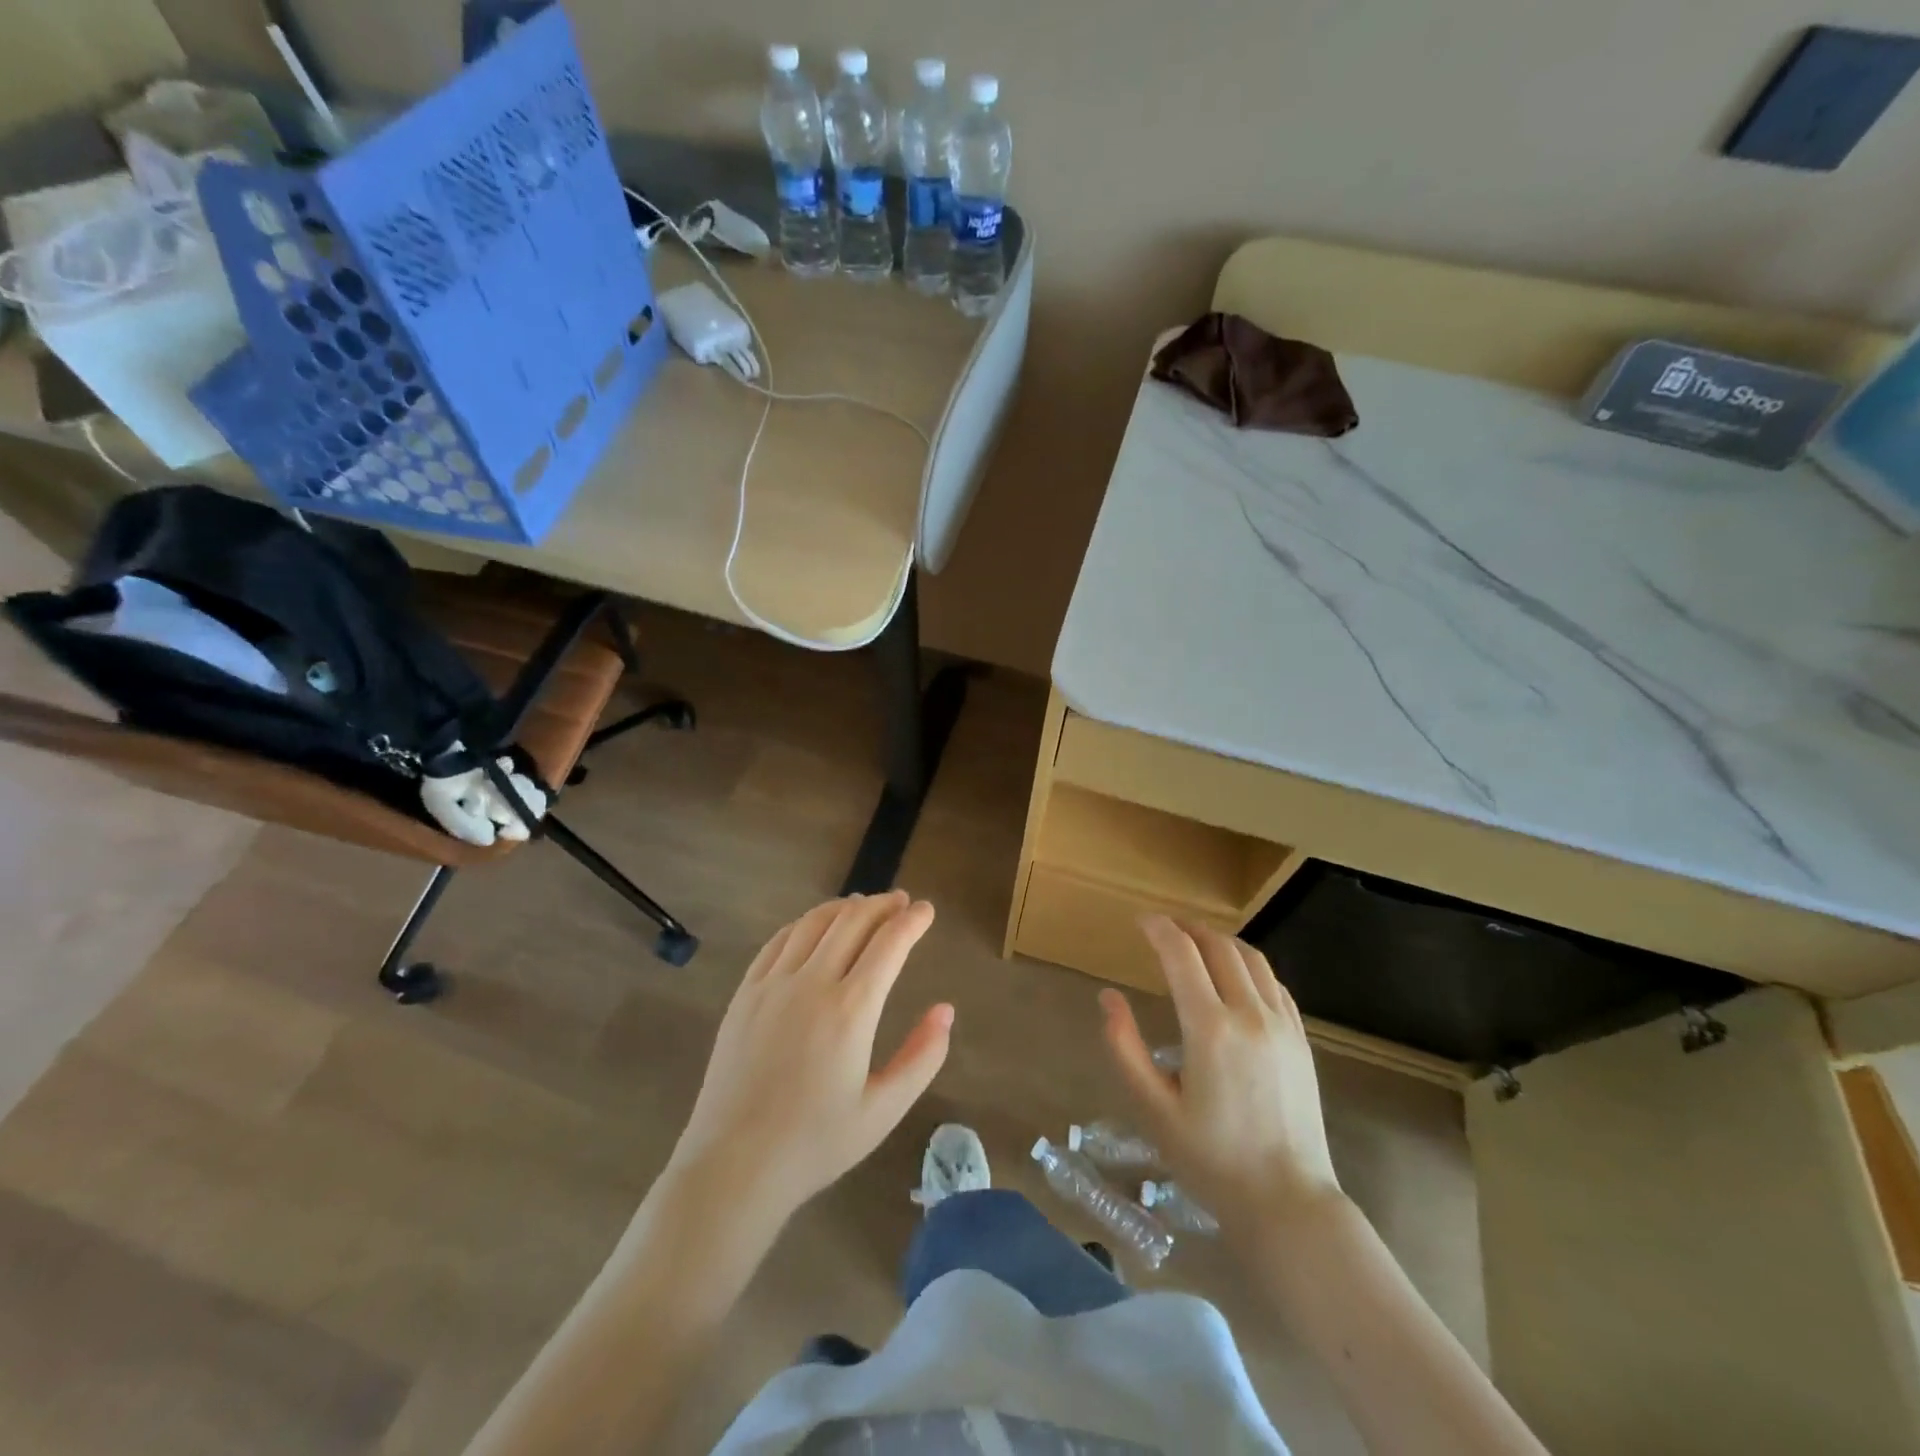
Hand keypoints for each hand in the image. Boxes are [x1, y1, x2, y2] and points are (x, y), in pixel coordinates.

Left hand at [668, 893, 952, 1221]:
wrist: (734, 1166)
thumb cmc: (815, 1144)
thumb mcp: (883, 1111)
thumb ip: (922, 1057)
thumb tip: (945, 1011)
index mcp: (851, 1011)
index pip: (889, 944)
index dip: (912, 921)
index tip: (927, 910)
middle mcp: (811, 984)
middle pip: (852, 922)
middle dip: (881, 905)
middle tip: (900, 901)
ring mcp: (772, 985)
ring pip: (813, 924)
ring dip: (844, 908)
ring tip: (862, 906)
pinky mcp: (745, 994)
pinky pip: (778, 942)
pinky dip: (804, 924)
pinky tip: (814, 927)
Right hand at [1100, 916, 1341, 1236]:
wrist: (1288, 1202)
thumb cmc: (1211, 1159)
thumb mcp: (1153, 1108)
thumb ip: (1125, 1047)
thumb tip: (1108, 997)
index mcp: (1210, 1029)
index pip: (1181, 954)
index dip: (1158, 929)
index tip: (1139, 922)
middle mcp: (1249, 1014)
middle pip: (1218, 946)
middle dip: (1187, 928)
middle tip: (1163, 929)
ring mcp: (1282, 1025)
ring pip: (1251, 958)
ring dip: (1219, 941)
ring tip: (1196, 944)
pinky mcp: (1301, 1039)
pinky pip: (1274, 983)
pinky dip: (1248, 965)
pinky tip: (1235, 977)